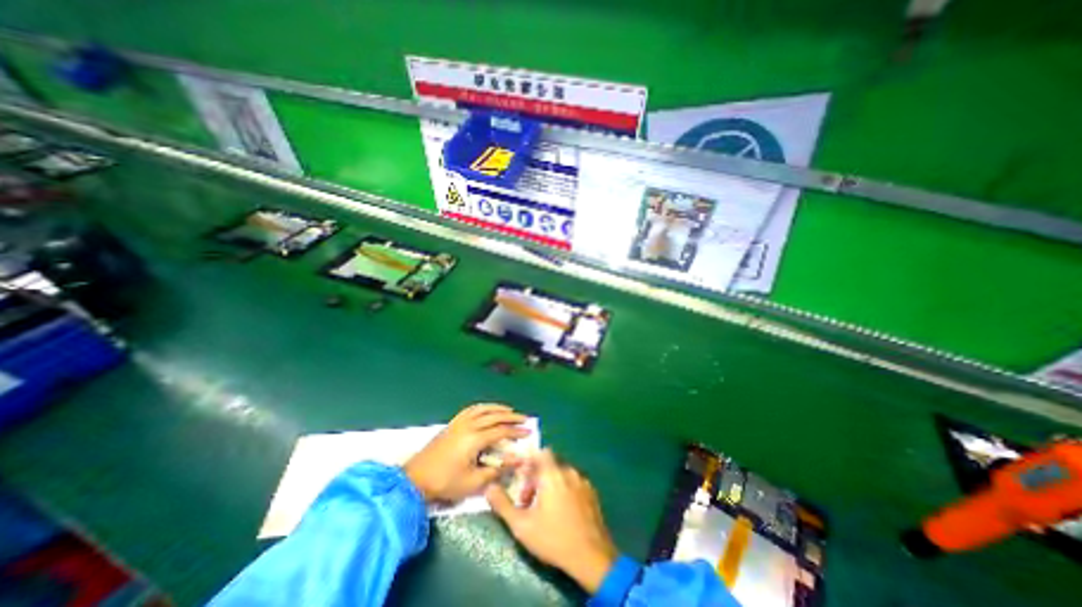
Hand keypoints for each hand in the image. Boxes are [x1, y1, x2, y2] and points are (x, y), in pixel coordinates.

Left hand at [402, 403, 528, 501]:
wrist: (415, 480)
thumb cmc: (445, 483)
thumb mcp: (474, 482)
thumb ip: (498, 469)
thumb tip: (518, 460)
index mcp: (475, 439)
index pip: (501, 431)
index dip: (516, 431)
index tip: (528, 432)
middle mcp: (469, 425)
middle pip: (494, 416)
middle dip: (511, 417)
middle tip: (524, 419)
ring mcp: (459, 422)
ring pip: (483, 409)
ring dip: (498, 408)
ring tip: (509, 410)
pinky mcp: (452, 423)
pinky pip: (472, 409)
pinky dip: (483, 407)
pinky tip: (487, 409)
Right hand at [484, 451, 615, 593]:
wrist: (592, 556)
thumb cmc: (554, 538)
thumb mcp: (522, 526)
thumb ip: (503, 504)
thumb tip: (488, 487)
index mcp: (552, 474)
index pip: (540, 452)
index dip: (529, 460)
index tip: (521, 475)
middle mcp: (568, 471)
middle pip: (549, 463)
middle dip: (536, 476)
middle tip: (528, 499)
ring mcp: (583, 480)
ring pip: (562, 472)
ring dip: (550, 483)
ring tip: (544, 508)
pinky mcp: (592, 492)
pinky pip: (573, 481)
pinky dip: (564, 488)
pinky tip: (562, 511)